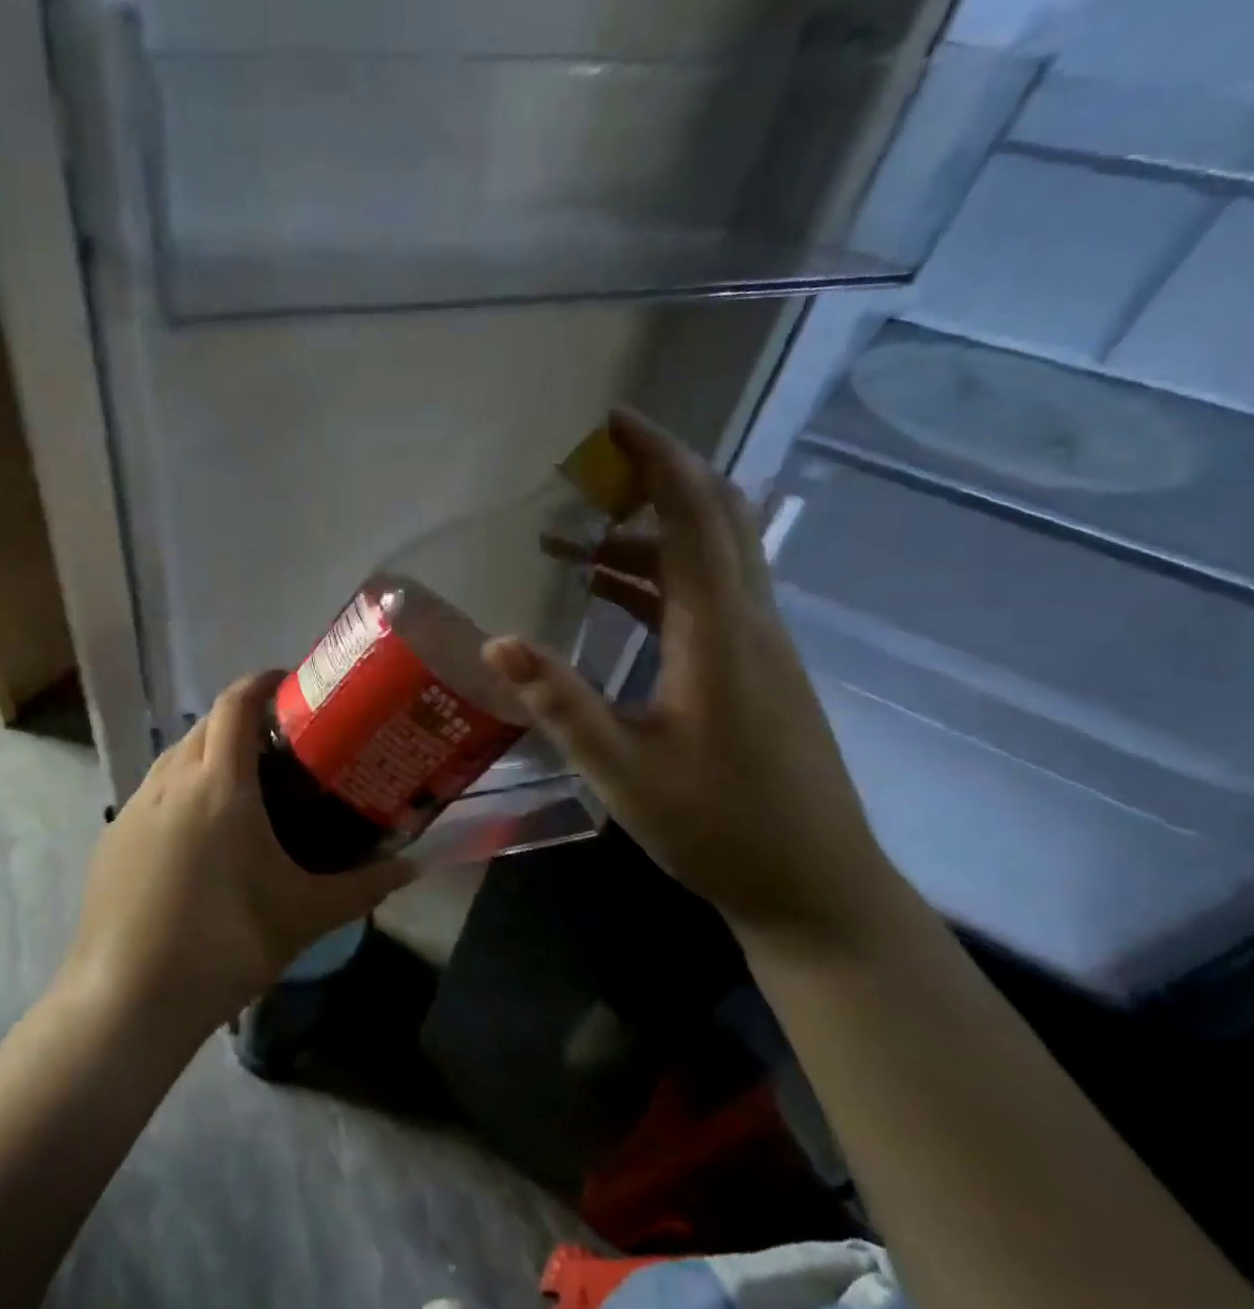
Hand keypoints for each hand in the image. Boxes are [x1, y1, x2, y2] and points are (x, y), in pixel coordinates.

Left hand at [65, 672, 413, 1031]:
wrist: (126, 1000)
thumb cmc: (224, 946)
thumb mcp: (303, 916)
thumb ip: (363, 887)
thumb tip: (413, 865)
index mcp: (218, 784)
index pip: (235, 705)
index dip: (260, 683)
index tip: (289, 685)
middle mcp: (171, 781)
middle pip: (205, 725)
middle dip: (240, 720)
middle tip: (280, 744)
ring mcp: (134, 807)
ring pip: (174, 756)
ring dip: (207, 753)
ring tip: (242, 786)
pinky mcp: (112, 836)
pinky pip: (153, 791)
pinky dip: (180, 788)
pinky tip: (197, 834)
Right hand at [483, 411, 904, 935]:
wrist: (813, 886)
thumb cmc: (717, 827)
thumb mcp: (622, 768)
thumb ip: (560, 702)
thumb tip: (496, 642)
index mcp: (720, 633)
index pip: (695, 516)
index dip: (658, 459)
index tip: (613, 422)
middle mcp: (749, 622)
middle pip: (717, 518)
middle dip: (656, 481)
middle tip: (589, 472)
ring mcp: (759, 646)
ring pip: (710, 558)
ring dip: (647, 537)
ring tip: (571, 541)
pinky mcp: (756, 670)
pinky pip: (707, 598)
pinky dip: (658, 578)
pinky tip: (607, 595)